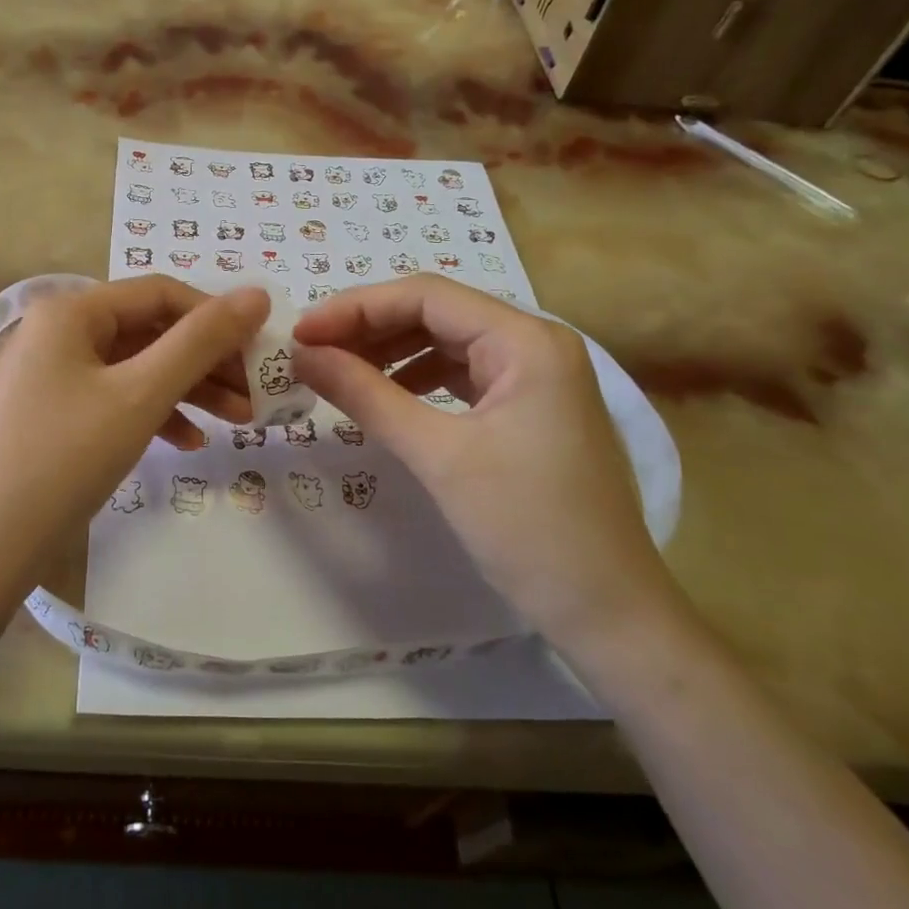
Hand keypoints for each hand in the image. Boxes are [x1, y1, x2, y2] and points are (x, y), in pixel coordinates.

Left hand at [0, 277, 268, 570]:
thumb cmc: (63, 458)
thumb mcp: (140, 395)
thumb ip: (201, 342)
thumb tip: (257, 294)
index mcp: (72, 311)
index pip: (160, 293)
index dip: (217, 316)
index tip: (264, 349)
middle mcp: (59, 333)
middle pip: (150, 332)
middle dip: (207, 361)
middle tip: (258, 393)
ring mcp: (53, 377)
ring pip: (137, 369)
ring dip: (189, 391)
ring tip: (240, 423)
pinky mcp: (54, 417)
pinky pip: (116, 401)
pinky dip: (155, 415)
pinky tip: (189, 443)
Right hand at [293, 275, 673, 649]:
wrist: (607, 612)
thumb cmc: (528, 528)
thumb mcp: (438, 455)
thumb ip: (366, 395)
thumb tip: (302, 356)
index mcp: (527, 340)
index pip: (426, 296)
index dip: (355, 308)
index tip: (301, 334)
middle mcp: (535, 343)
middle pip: (435, 313)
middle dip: (368, 328)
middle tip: (310, 353)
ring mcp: (535, 376)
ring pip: (445, 342)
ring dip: (388, 352)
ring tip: (336, 372)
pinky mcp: (527, 408)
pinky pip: (460, 374)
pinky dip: (414, 379)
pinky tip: (383, 396)